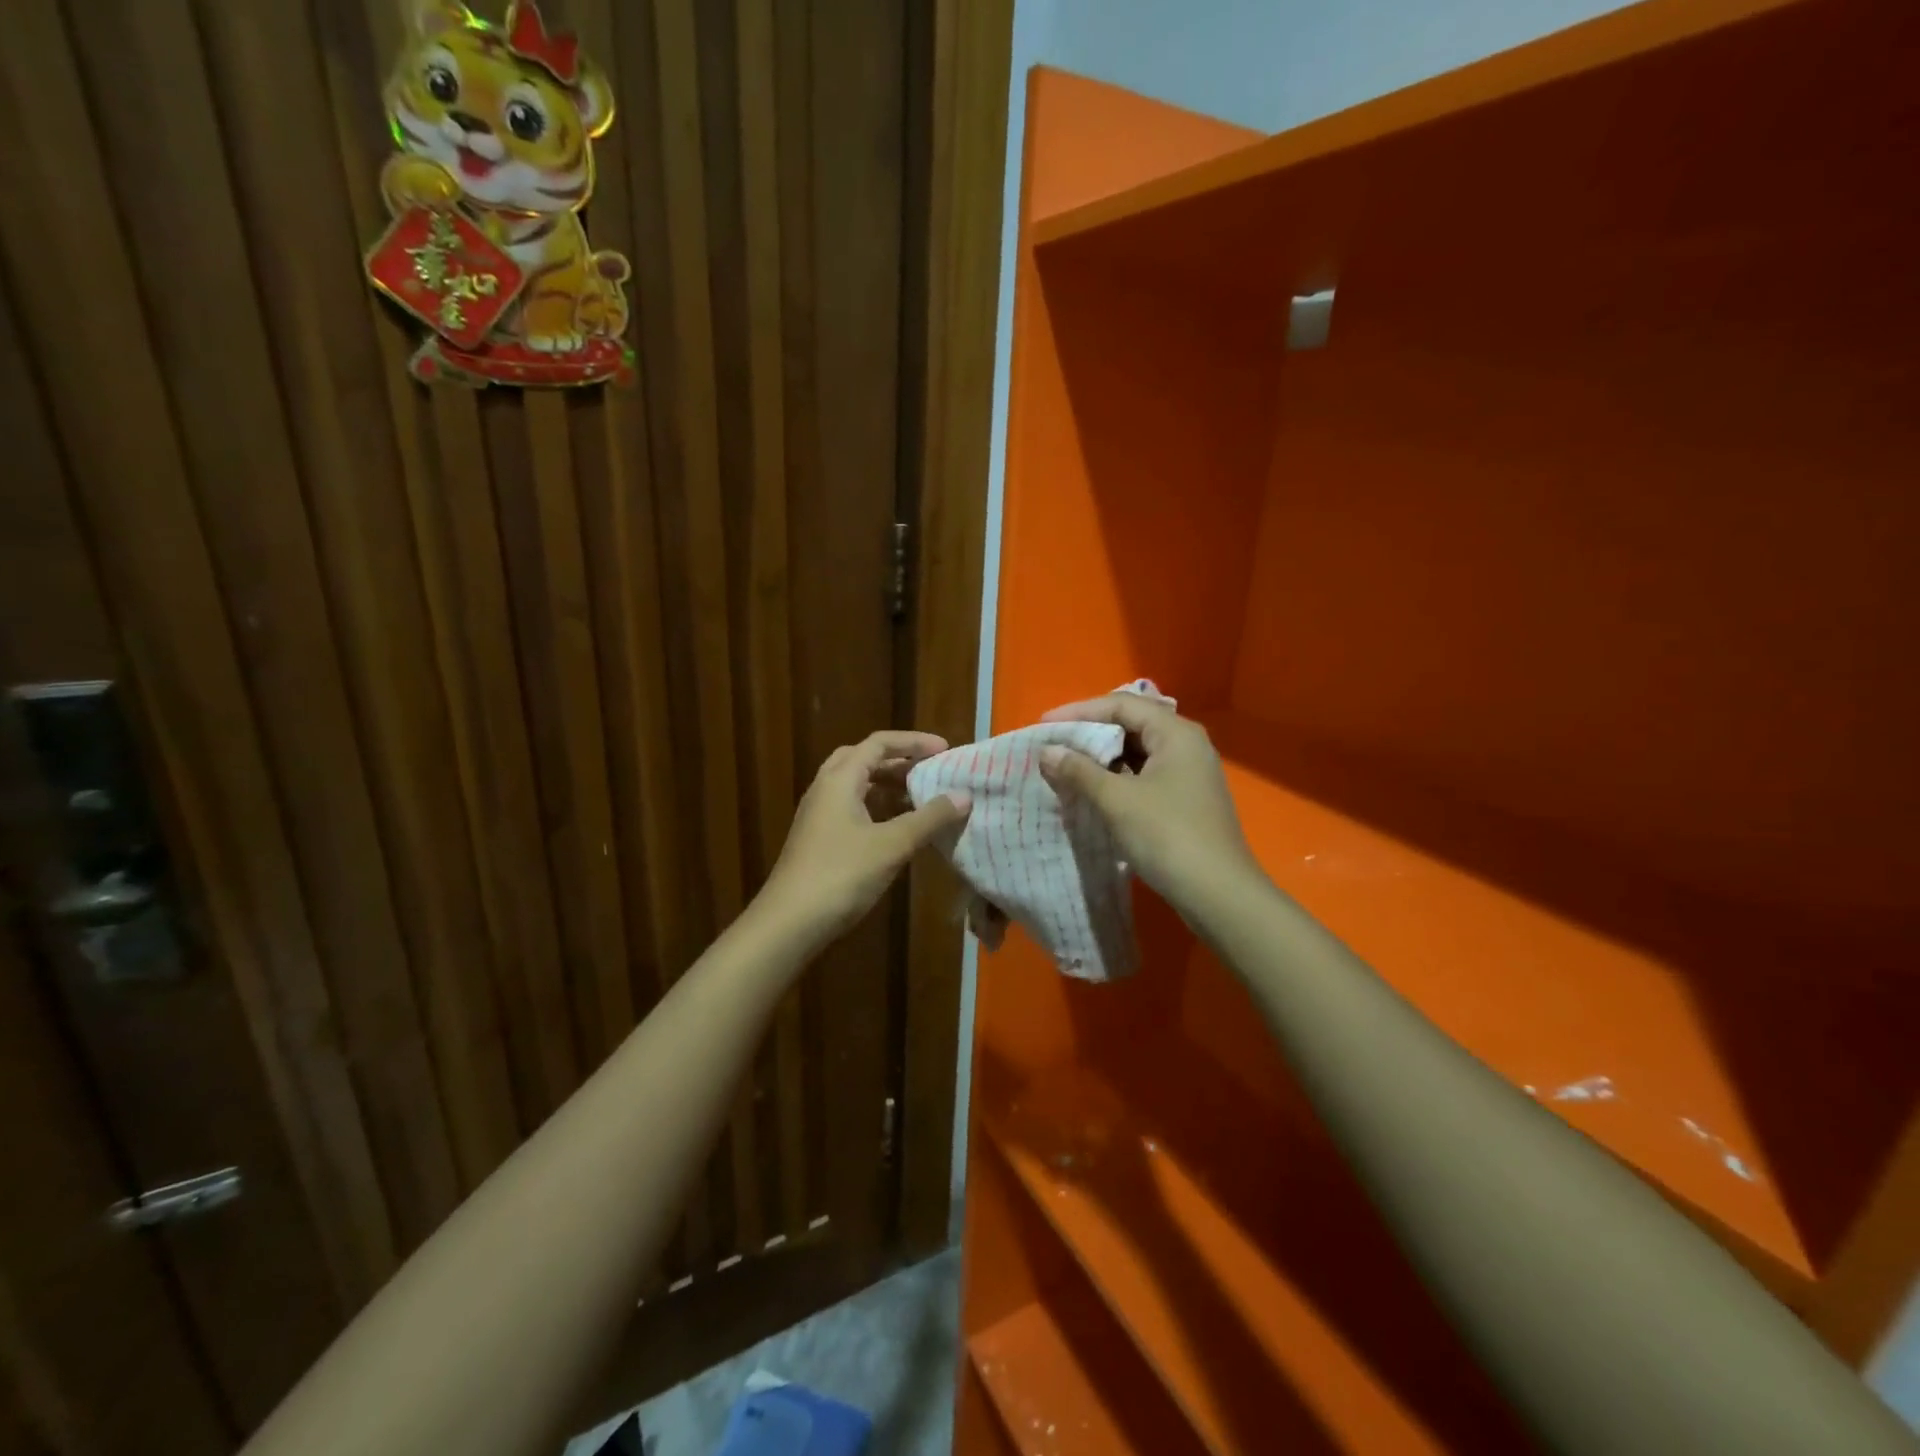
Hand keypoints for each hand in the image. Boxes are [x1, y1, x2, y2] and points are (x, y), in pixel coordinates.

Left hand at [758, 731, 971, 947]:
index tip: (945, 750)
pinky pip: (852, 808)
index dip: (913, 742)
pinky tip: (897, 829)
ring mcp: (818, 815)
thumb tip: (964, 795)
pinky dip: (877, 808)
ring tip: (921, 797)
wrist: (789, 922)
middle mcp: (825, 789)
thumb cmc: (841, 874)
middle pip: (864, 759)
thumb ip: (929, 818)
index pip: (879, 743)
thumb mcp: (892, 845)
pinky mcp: (818, 839)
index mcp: (840, 779)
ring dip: (888, 786)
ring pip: (856, 786)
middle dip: (899, 761)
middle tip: (930, 771)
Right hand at [1037, 695, 1256, 911]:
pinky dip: (1117, 777)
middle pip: (1131, 724)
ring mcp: (1189, 772)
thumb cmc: (1167, 835)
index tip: (1044, 725)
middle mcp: (1186, 744)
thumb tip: (1047, 751)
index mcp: (1175, 733)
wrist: (1218, 893)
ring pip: (1138, 751)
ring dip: (1102, 757)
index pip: (1121, 705)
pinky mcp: (1186, 798)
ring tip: (1067, 765)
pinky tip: (1094, 790)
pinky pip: (1145, 774)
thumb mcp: (1117, 800)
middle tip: (1054, 743)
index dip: (1079, 711)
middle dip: (1090, 732)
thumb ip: (1079, 771)